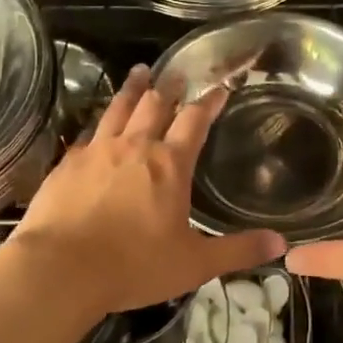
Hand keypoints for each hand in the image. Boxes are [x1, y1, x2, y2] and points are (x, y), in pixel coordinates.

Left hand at [9, 66, 284, 317]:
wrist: (61, 269)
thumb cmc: (134, 266)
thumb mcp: (195, 264)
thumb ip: (238, 251)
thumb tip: (281, 242)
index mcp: (169, 165)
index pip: (194, 121)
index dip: (209, 102)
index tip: (219, 88)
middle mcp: (134, 147)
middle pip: (154, 105)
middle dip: (170, 87)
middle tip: (177, 72)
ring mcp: (97, 151)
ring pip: (118, 109)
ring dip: (132, 89)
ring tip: (139, 72)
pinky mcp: (67, 164)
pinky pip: (87, 133)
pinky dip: (98, 122)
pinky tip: (96, 124)